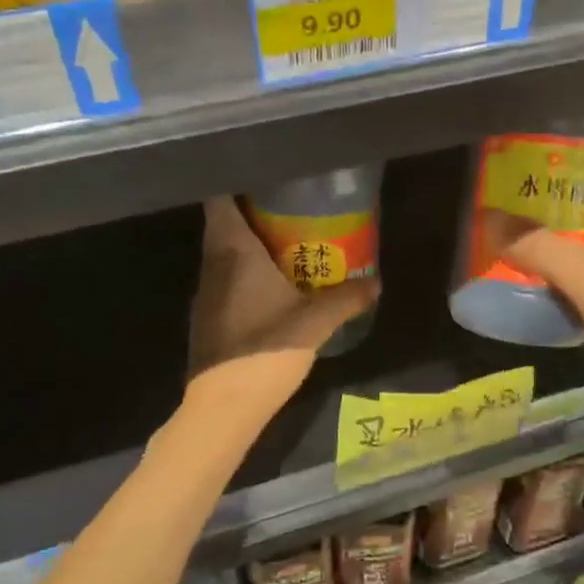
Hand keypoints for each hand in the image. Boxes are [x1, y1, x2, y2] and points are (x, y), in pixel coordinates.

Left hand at [188, 197, 378, 406]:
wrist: (223, 406)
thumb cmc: (266, 350)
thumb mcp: (316, 322)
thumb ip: (347, 298)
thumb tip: (377, 281)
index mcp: (233, 251)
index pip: (220, 199)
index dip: (236, 182)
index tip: (265, 177)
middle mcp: (212, 264)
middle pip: (223, 223)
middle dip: (252, 212)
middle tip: (290, 207)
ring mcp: (205, 292)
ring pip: (222, 253)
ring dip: (248, 244)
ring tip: (285, 241)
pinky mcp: (206, 317)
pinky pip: (224, 279)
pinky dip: (243, 272)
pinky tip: (270, 285)